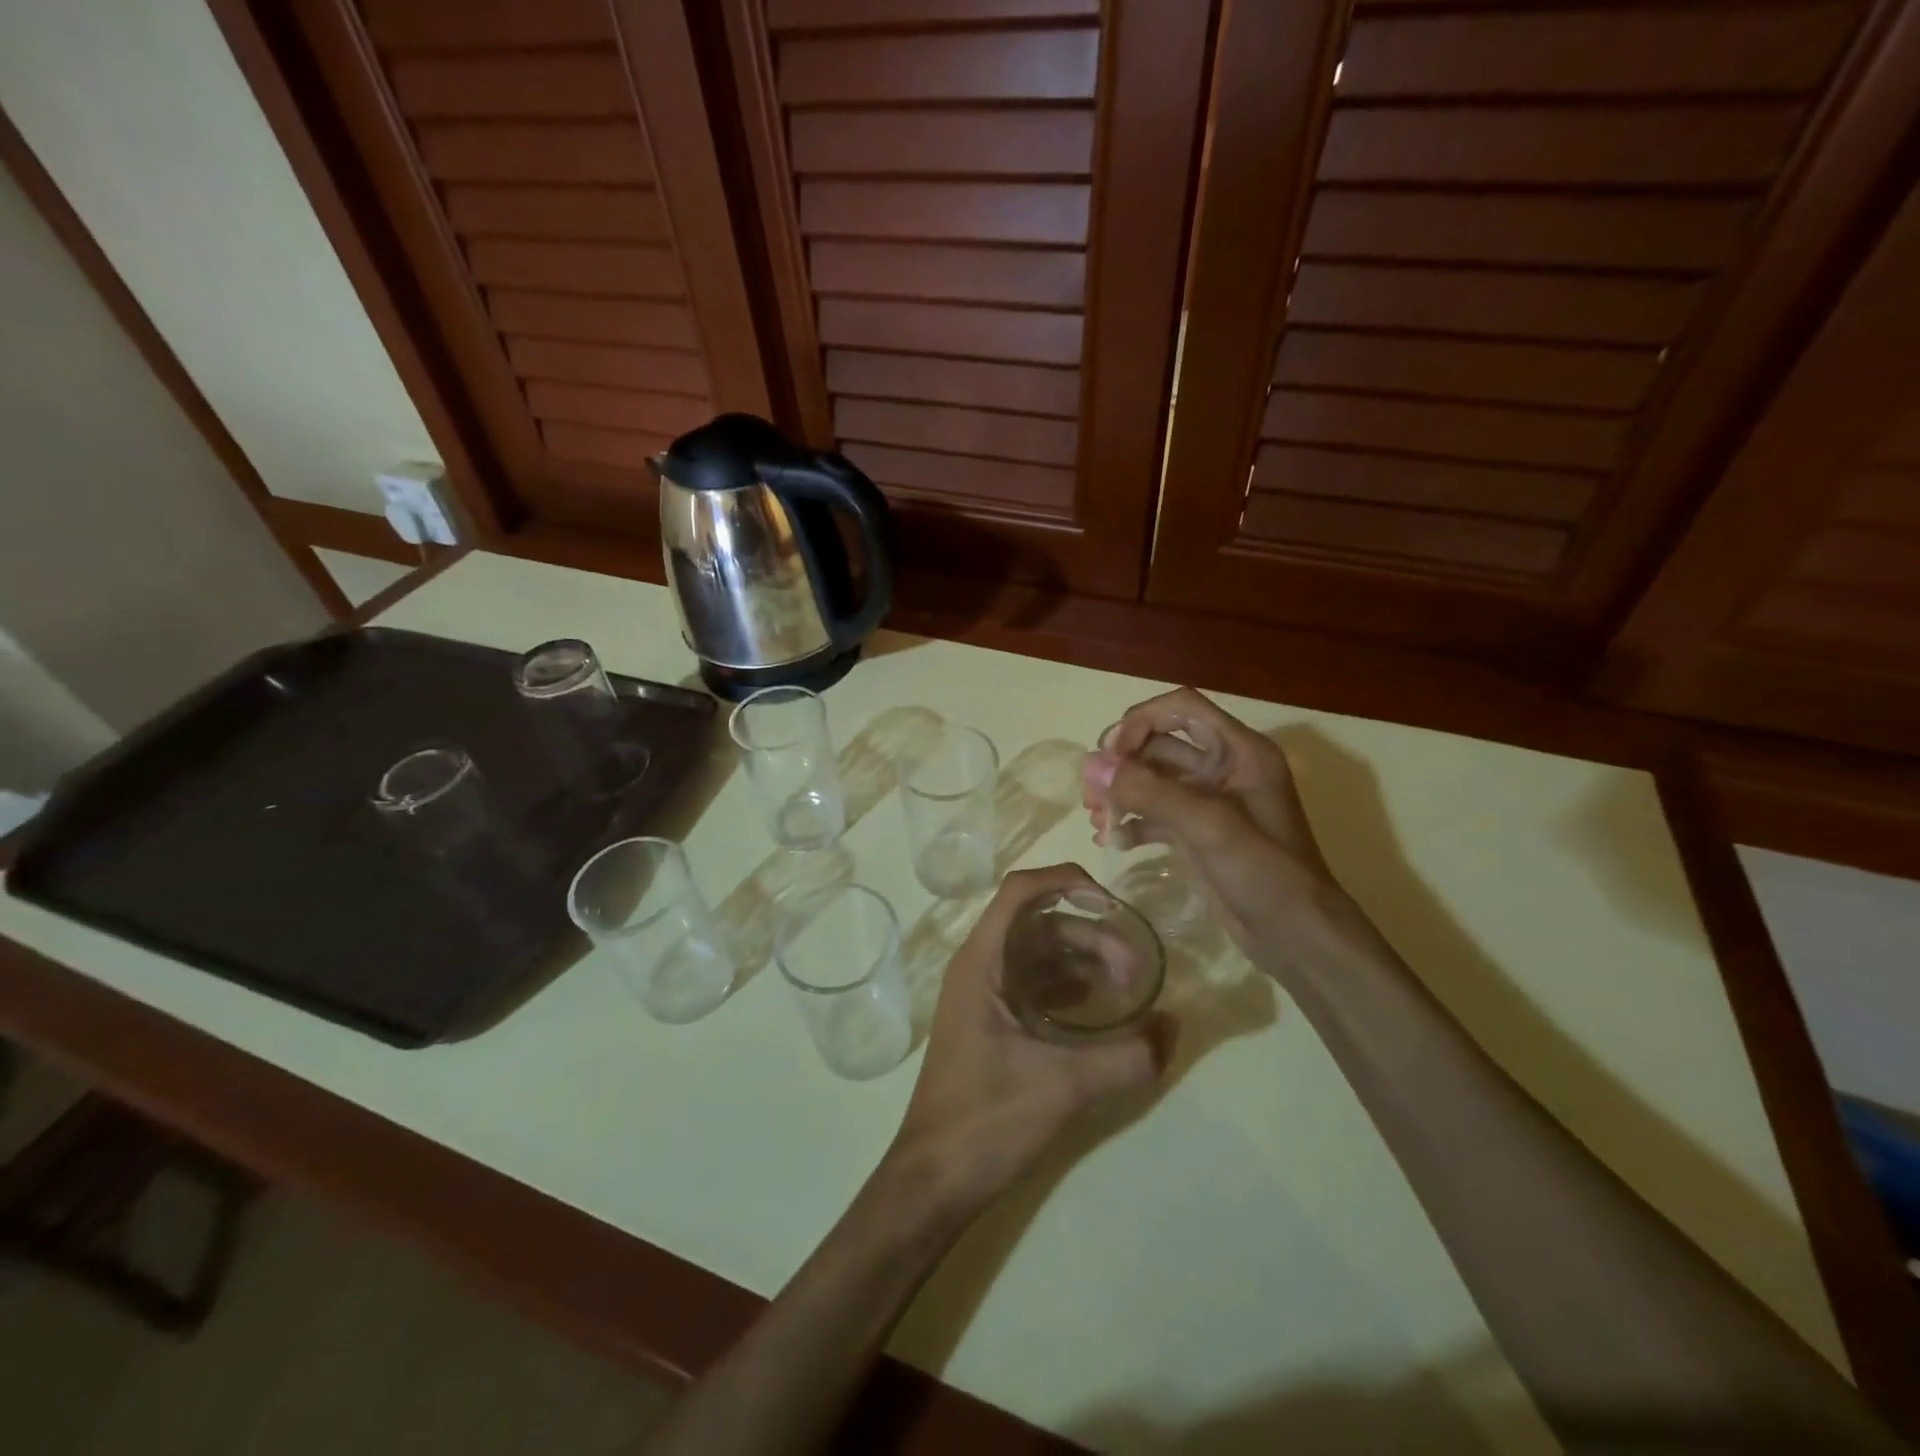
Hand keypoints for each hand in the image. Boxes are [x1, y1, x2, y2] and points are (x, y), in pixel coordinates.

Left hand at [888, 864, 1174, 1215]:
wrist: (936, 1180)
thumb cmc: (988, 1120)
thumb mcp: (1065, 1086)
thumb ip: (1127, 1056)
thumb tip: (1176, 1024)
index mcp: (981, 961)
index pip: (1021, 890)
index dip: (1067, 881)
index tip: (1114, 903)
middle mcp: (981, 966)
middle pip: (1041, 924)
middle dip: (1092, 935)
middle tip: (1138, 968)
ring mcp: (985, 995)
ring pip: (1042, 955)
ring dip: (1086, 962)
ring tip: (1130, 990)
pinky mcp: (995, 1023)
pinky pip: (1038, 985)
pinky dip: (1072, 988)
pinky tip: (1104, 1011)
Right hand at [1082, 687, 1362, 982]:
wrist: (1297, 938)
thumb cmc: (1266, 873)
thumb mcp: (1209, 826)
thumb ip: (1150, 792)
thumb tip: (1091, 764)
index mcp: (1240, 751)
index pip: (1182, 708)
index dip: (1141, 721)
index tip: (1110, 754)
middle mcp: (1224, 769)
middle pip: (1160, 743)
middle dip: (1123, 763)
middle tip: (1090, 792)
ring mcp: (1209, 803)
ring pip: (1153, 780)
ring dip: (1122, 793)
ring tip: (1094, 818)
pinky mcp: (1197, 834)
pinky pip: (1156, 814)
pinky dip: (1131, 823)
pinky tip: (1110, 842)